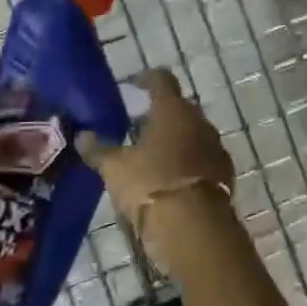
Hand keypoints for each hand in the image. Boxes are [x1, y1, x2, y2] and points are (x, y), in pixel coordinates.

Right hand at [77, 69, 235, 271]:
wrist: (196, 227)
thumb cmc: (151, 184)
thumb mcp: (115, 168)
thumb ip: (99, 150)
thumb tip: (81, 136)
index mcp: (172, 109)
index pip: (162, 80)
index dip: (147, 78)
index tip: (135, 84)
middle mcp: (199, 121)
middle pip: (179, 108)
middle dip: (161, 115)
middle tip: (139, 126)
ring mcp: (216, 147)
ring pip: (193, 134)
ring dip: (176, 141)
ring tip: (154, 156)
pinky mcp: (225, 173)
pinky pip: (203, 159)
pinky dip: (188, 164)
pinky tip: (173, 179)